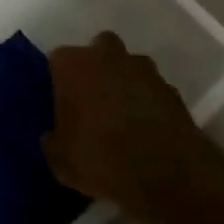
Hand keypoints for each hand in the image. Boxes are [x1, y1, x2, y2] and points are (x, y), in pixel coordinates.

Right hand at [43, 32, 223, 223]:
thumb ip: (52, 143)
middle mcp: (105, 54)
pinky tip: (148, 133)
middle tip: (93, 104)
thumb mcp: (61, 162)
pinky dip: (149, 104)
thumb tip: (53, 138)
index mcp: (71, 63)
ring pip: (127, 67)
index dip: (59, 83)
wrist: (166, 172)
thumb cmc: (101, 157)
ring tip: (123, 120)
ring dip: (124, 84)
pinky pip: (152, 91)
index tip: (62, 107)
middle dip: (95, 71)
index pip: (56, 61)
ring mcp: (142, 68)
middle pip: (96, 51)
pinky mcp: (170, 88)